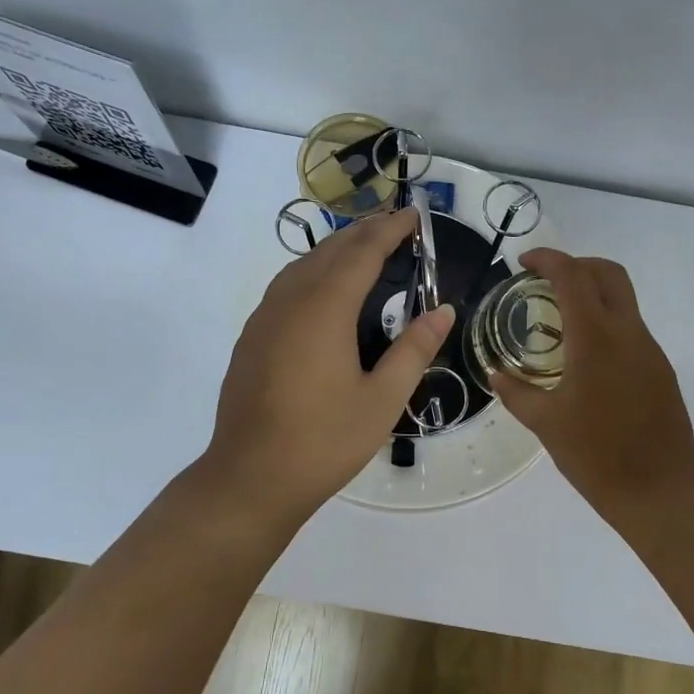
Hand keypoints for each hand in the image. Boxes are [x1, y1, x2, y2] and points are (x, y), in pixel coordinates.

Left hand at [204, 207, 454, 524]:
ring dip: (336, 249)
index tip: (414, 216)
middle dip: (364, 232)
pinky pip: (286, 285)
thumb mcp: (382, 400)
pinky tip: (325, 290)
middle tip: (396, 227)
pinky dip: (313, 271)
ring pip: (302, 264)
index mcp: (324, 308)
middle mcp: (290, 300)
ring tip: (365, 250)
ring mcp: (264, 317)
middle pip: (330, 250)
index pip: (362, 252)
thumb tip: (443, 310)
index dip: (390, 229)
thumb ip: (414, 349)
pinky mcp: (251, 336)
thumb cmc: (324, 441)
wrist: (250, 477)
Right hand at [489, 248, 693, 522]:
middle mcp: (628, 332)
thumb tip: (496, 374)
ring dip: (592, 294)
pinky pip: (631, 328)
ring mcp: (650, 349)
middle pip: (608, 273)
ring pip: (623, 299)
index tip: (523, 263)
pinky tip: (585, 357)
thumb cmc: (596, 455)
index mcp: (595, 338)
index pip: (572, 276)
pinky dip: (606, 323)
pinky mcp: (660, 368)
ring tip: (560, 321)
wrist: (660, 491)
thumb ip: (516, 392)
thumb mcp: (545, 423)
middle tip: (545, 282)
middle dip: (576, 265)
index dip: (547, 259)